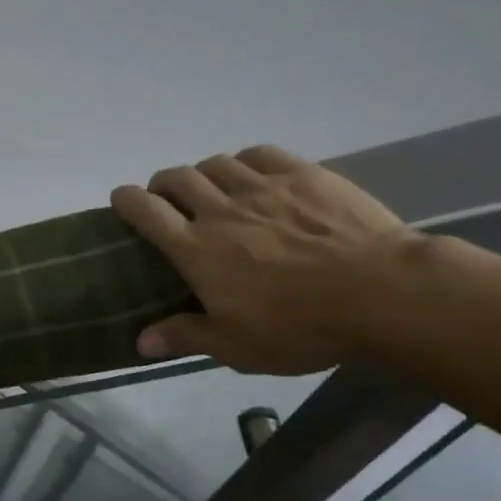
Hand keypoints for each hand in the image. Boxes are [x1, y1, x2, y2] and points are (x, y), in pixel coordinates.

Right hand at [112, 146, 413, 373]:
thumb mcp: (236, 347)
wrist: (380, 293)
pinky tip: (251, 173)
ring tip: (209, 187)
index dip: (126, 200)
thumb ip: (185, 336)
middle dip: (162, 184)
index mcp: (196, 250)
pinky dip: (244, 161)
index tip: (120, 199)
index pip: (146, 211)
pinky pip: (259, 154)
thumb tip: (140, 342)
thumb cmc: (300, 327)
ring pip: (215, 163)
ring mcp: (263, 187)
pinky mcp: (303, 174)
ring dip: (202, 172)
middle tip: (166, 199)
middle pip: (177, 179)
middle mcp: (220, 209)